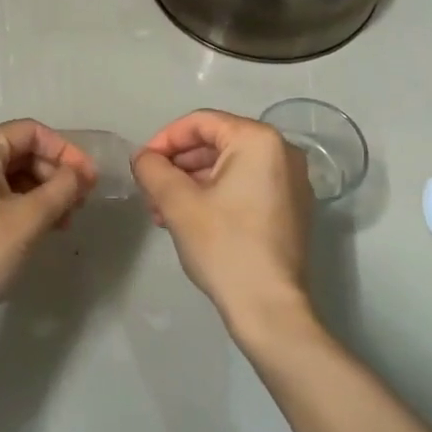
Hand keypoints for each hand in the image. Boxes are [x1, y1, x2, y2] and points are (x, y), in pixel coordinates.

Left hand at [0, 120, 95, 334]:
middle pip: (20, 152)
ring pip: (10, 176)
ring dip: (42, 193)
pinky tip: (41, 229)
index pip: (31, 132)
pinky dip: (23, 206)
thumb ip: (63, 188)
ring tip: (65, 222)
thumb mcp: (29, 218)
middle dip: (55, 175)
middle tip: (80, 204)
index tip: (90, 179)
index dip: (66, 152)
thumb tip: (81, 174)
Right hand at [133, 111, 316, 346]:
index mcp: (259, 140)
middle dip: (177, 165)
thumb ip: (153, 169)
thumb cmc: (224, 247)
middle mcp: (282, 152)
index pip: (201, 123)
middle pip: (216, 143)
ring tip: (161, 211)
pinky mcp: (290, 207)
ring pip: (228, 167)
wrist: (269, 308)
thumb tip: (143, 157)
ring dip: (191, 183)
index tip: (141, 164)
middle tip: (149, 191)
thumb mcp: (178, 203)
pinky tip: (188, 219)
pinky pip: (245, 186)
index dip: (164, 139)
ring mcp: (291, 181)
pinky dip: (215, 195)